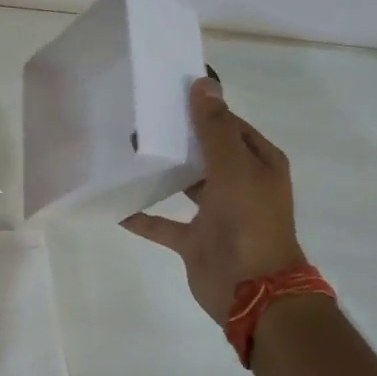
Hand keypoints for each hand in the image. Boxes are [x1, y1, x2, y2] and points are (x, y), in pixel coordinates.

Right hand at [123, 78, 304, 324]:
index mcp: (258, 164)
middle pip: (205, 153)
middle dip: (177, 138)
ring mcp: (217, 214)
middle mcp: (239, 184)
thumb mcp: (235, 169)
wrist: (254, 292)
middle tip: (140, 120)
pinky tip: (118, 205)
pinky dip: (143, 217)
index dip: (202, 109)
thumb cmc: (249, 223)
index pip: (229, 125)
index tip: (167, 94)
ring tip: (128, 152)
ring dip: (162, 172)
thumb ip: (215, 129)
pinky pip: (163, 223)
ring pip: (185, 185)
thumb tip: (203, 84)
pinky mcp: (195, 240)